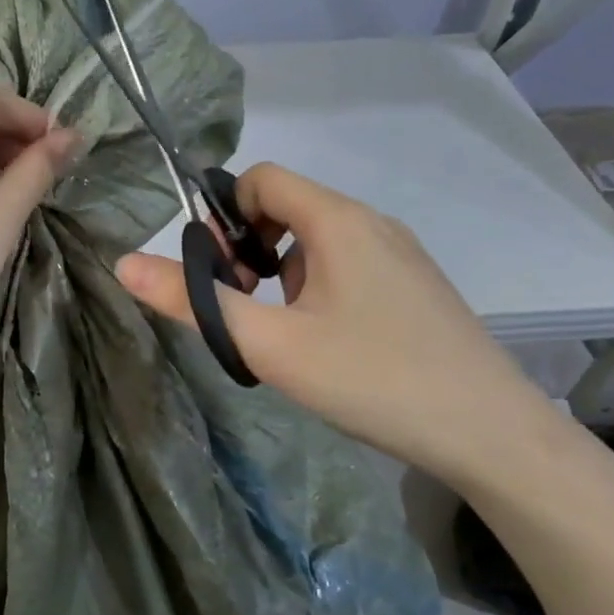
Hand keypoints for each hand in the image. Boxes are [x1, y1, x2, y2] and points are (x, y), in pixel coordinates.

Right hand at [115, 162, 560, 489]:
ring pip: (315, 242)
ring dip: (279, 274)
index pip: (261, 179)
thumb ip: (194, 302)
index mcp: (339, 221)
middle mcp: (372, 224)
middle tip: (243, 310)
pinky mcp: (414, 288)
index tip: (217, 275)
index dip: (223, 217)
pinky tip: (325, 345)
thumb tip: (123, 263)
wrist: (491, 435)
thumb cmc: (372, 379)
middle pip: (286, 208)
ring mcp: (400, 255)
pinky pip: (346, 266)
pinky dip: (314, 289)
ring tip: (281, 334)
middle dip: (247, 250)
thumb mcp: (269, 344)